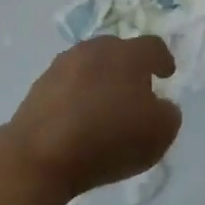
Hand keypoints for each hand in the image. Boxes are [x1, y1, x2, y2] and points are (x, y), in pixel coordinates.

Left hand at [9, 36, 180, 199]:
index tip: (166, 74)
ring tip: (104, 108)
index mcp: (127, 54)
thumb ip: (167, 114)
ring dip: (100, 81)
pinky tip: (79, 122)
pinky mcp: (37, 89)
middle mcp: (94, 51)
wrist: (38, 157)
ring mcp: (61, 67)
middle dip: (129, 68)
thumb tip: (159, 106)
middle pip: (118, 51)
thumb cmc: (108, 139)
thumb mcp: (159, 133)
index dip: (163, 60)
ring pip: (89, 67)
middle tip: (135, 92)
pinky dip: (77, 98)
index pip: (153, 47)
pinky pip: (66, 87)